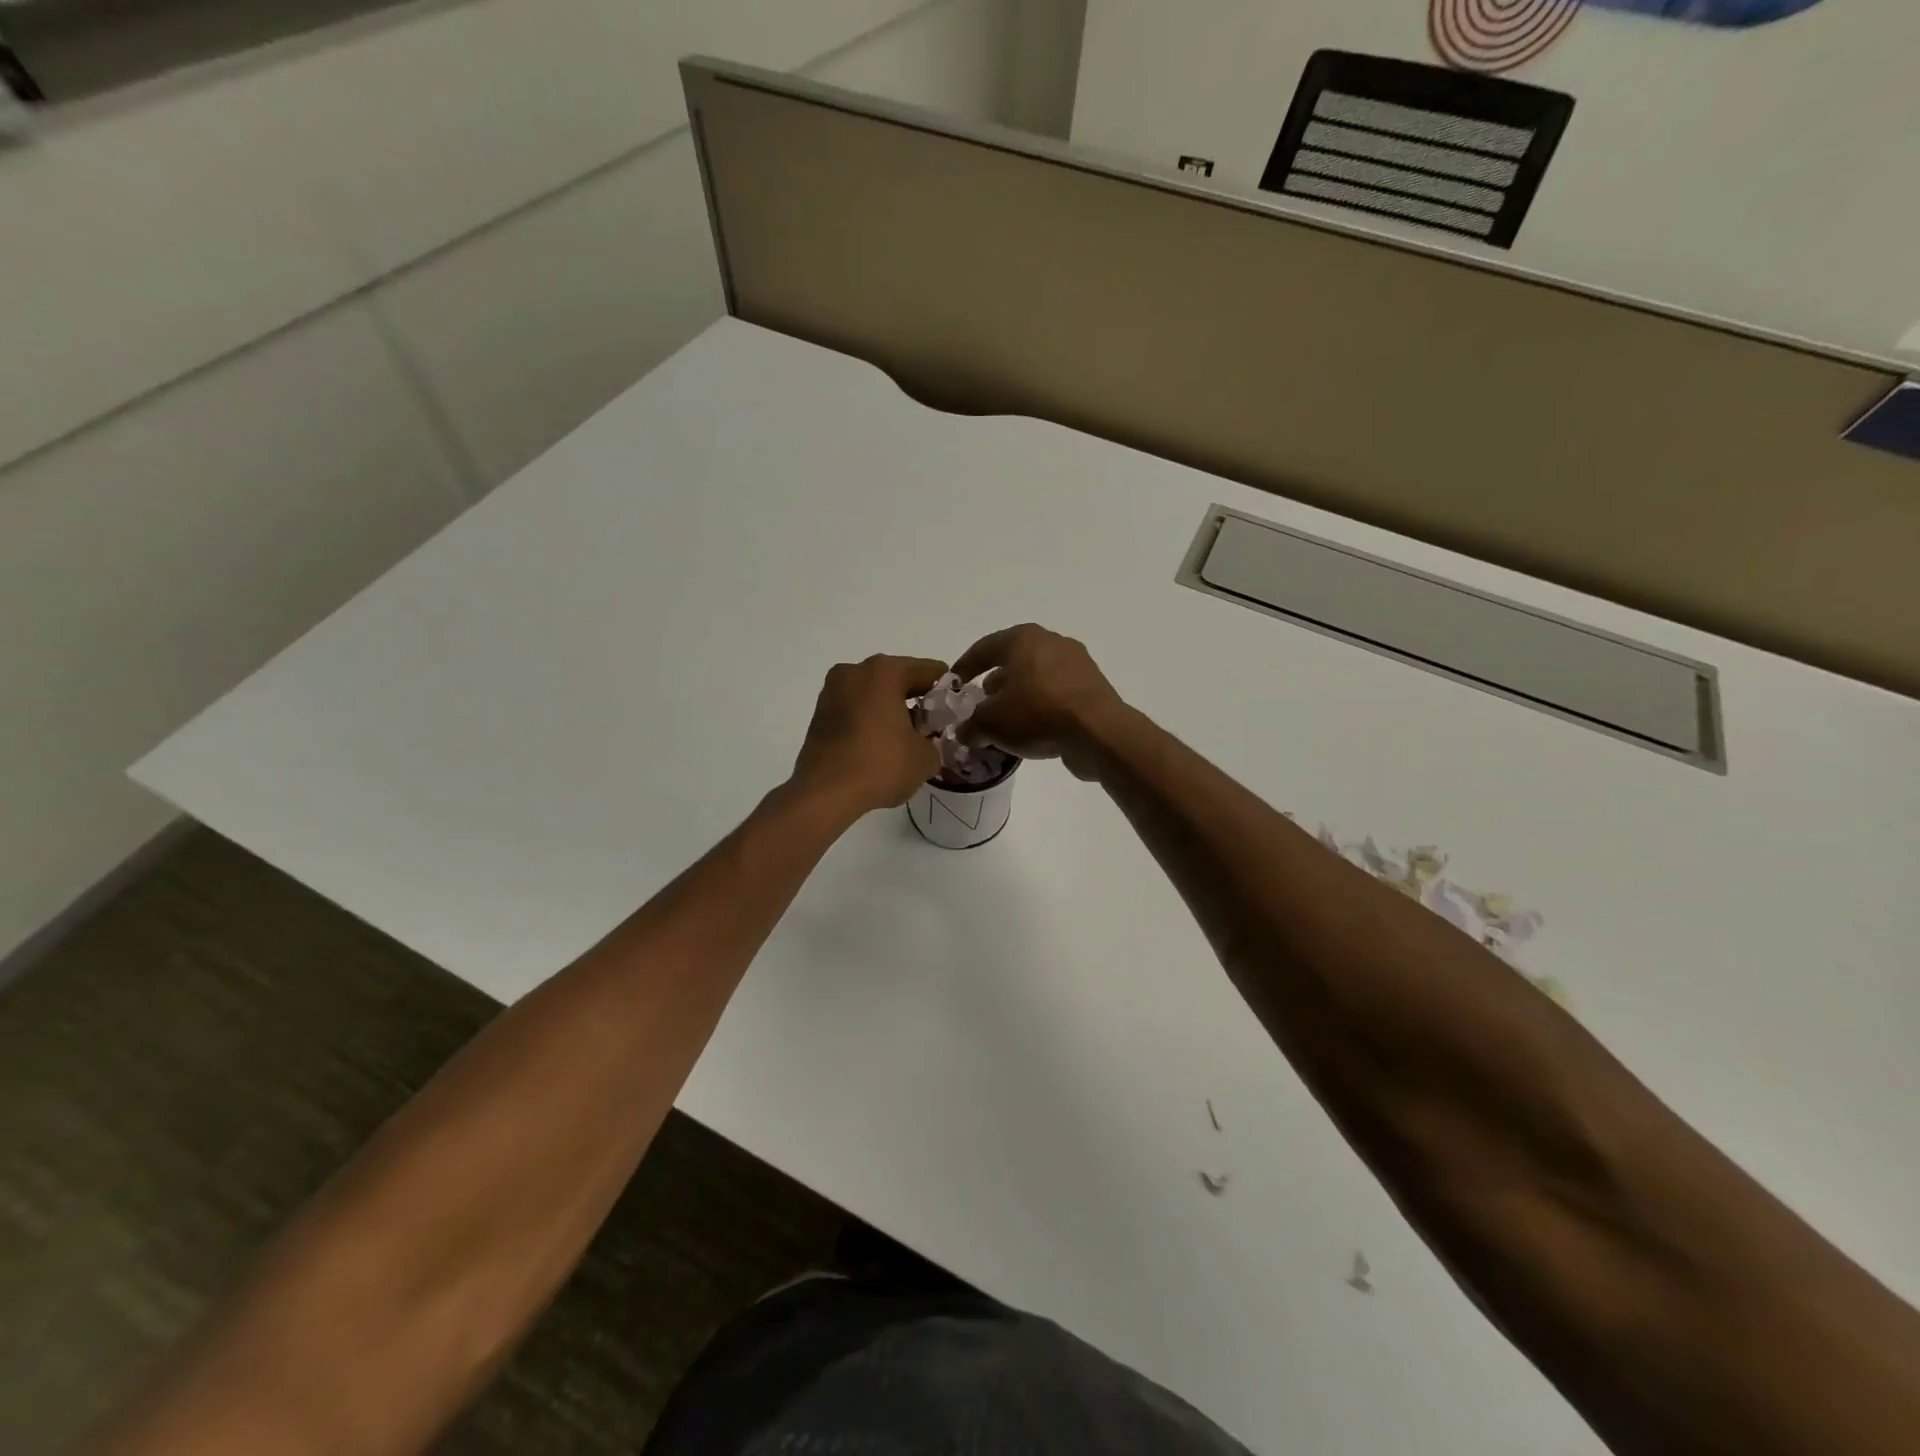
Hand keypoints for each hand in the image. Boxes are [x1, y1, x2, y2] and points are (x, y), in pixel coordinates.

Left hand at [792, 655, 946, 815]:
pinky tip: (880, 747)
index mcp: (885, 671)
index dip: (947, 692)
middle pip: (899, 679)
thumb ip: (935, 740)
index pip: (930, 671)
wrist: (824, 793)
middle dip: (918, 701)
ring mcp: (833, 690)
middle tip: (932, 730)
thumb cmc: (880, 765)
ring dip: (892, 710)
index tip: (954, 714)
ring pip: (875, 693)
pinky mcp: (820, 712)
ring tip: (905, 741)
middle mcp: (855, 671)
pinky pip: (856, 708)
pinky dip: (871, 720)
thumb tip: (927, 741)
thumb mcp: (926, 757)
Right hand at [951, 625, 1126, 780]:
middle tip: (980, 705)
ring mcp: (1077, 663)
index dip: (964, 667)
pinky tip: (1032, 729)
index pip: (983, 648)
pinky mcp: (1092, 686)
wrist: (1099, 733)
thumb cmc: (1037, 714)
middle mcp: (1051, 642)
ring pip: (1036, 677)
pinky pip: (1057, 693)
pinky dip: (1041, 707)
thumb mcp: (991, 723)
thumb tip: (965, 732)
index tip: (953, 685)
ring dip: (1018, 697)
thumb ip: (971, 724)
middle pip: (1013, 661)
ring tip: (1005, 721)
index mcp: (1023, 638)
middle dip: (994, 683)